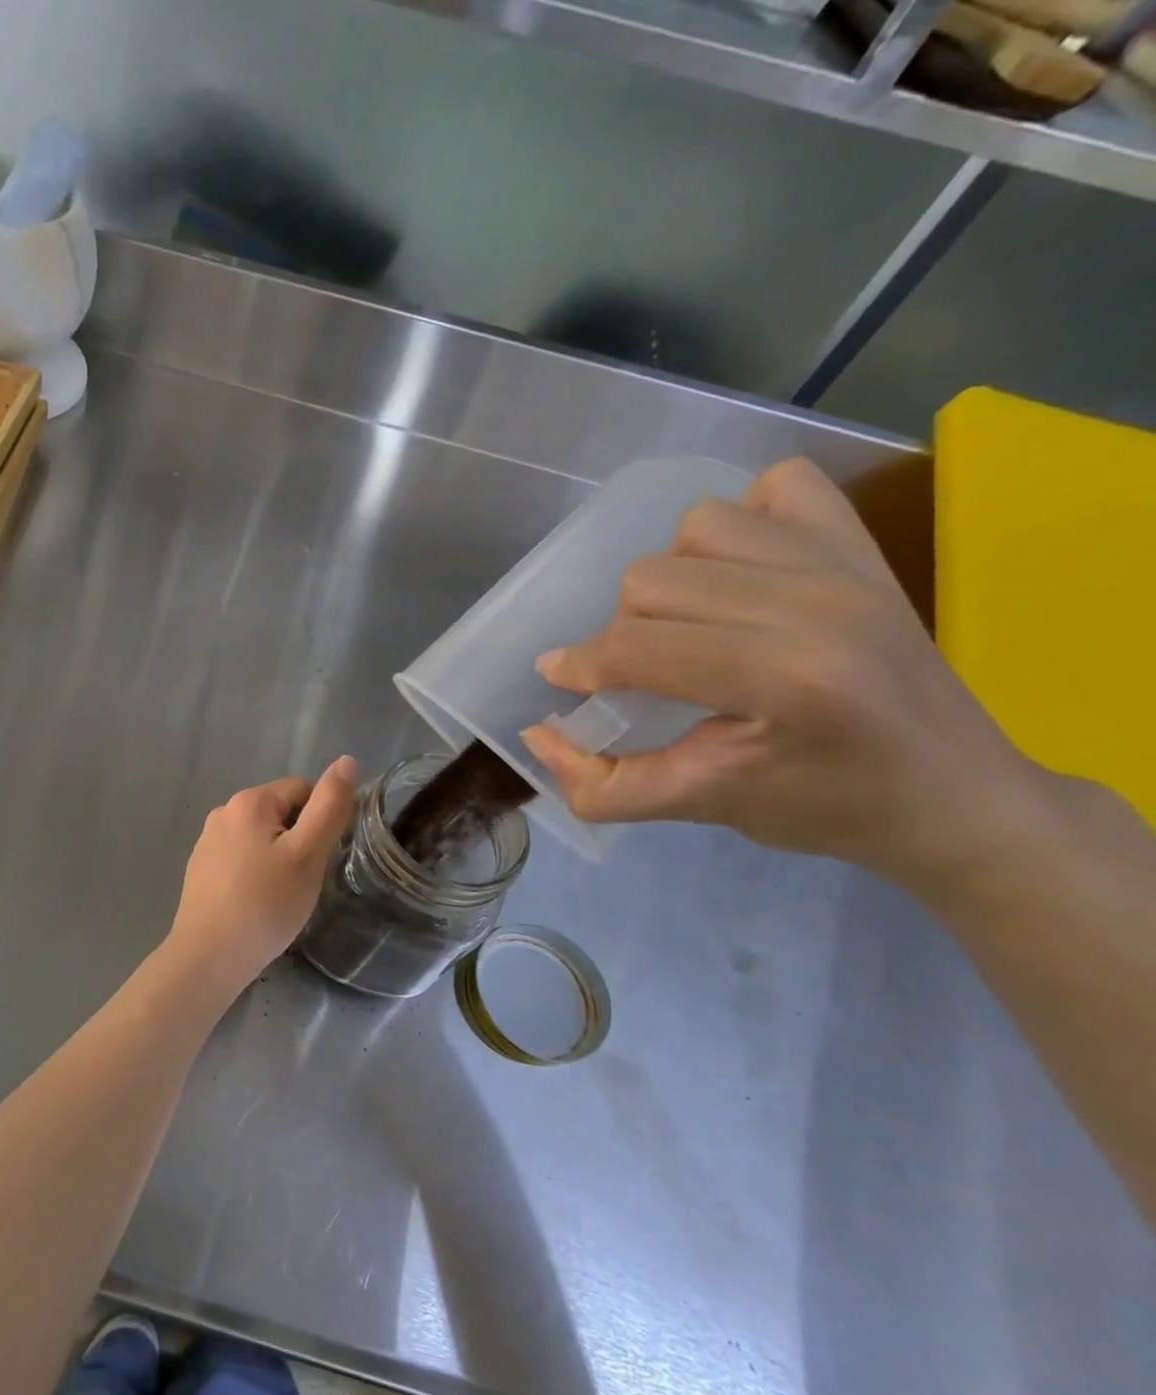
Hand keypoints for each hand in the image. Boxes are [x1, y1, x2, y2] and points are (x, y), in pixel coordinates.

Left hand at [166, 758, 357, 993]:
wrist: (209, 956)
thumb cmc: (265, 904)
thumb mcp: (307, 854)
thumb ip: (329, 807)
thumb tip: (346, 761)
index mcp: (249, 801)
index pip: (302, 790)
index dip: (320, 822)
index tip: (319, 859)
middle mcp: (222, 813)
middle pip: (280, 814)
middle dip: (298, 842)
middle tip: (302, 881)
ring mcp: (207, 842)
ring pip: (261, 839)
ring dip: (278, 859)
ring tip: (281, 896)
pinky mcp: (200, 869)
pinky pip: (241, 860)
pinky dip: (255, 875)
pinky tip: (257, 905)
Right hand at [519, 457, 1041, 888]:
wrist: (954, 795)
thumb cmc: (823, 809)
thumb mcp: (699, 809)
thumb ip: (601, 784)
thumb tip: (537, 735)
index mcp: (784, 678)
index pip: (637, 646)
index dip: (581, 665)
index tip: (563, 683)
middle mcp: (816, 603)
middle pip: (652, 580)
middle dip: (624, 631)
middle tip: (644, 672)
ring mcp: (846, 563)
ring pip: (698, 526)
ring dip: (672, 576)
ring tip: (689, 622)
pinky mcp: (863, 545)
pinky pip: (777, 487)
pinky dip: (741, 521)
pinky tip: (739, 573)